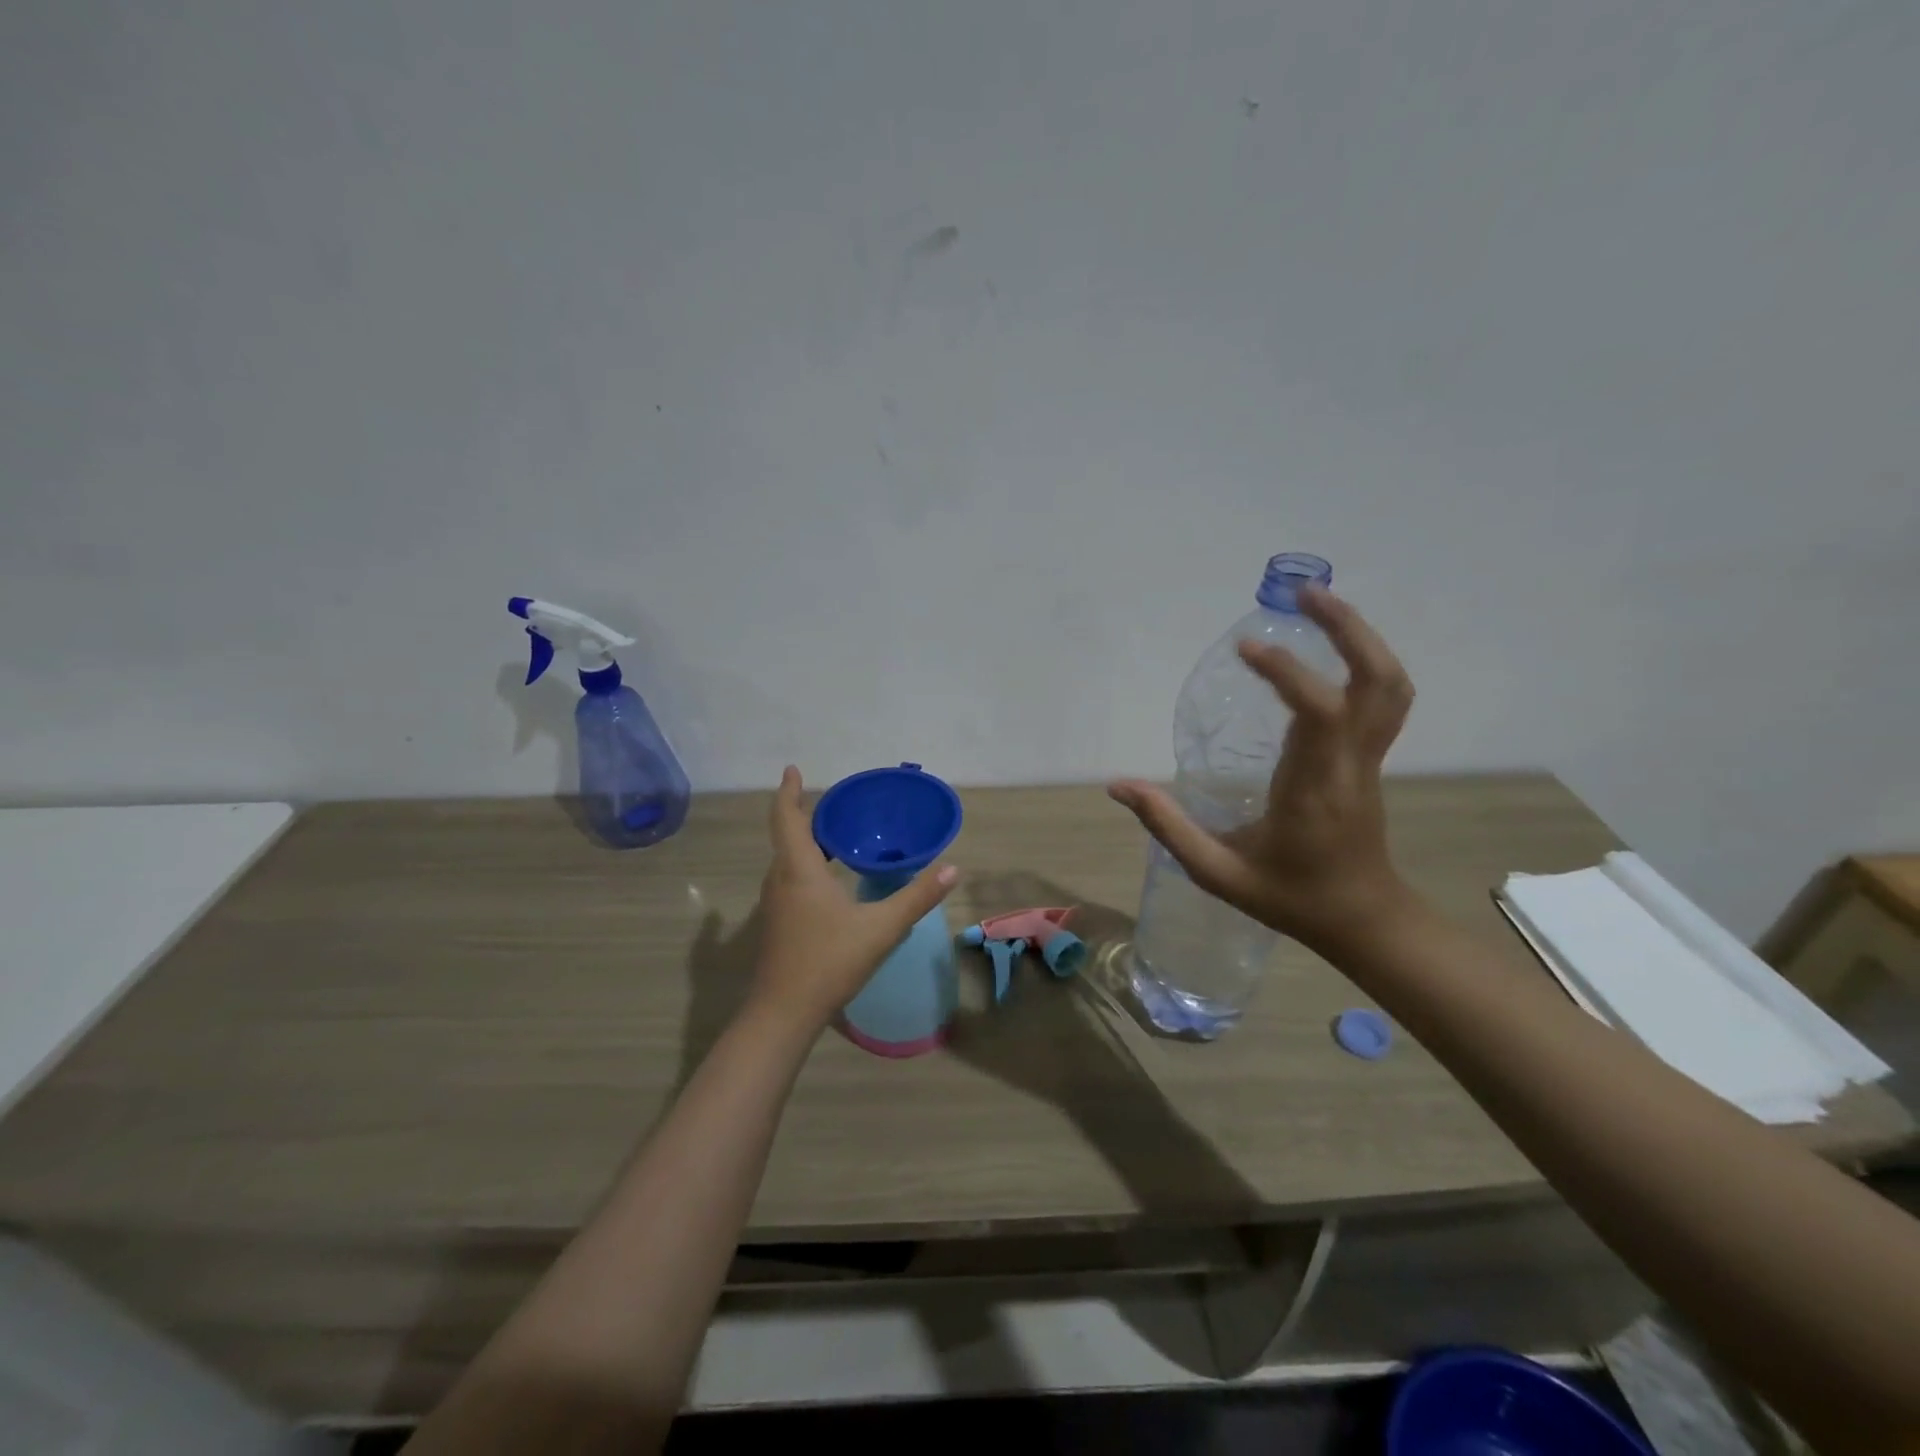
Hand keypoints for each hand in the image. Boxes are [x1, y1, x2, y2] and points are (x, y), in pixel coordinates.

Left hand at [748, 766, 959, 1031]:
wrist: (784, 1013)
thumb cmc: (829, 961)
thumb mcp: (882, 928)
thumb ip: (917, 897)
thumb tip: (952, 869)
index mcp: (798, 869)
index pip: (786, 817)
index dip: (787, 791)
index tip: (792, 770)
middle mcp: (780, 879)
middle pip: (787, 836)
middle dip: (805, 814)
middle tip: (836, 804)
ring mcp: (775, 903)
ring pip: (787, 859)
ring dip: (805, 841)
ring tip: (836, 835)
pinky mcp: (778, 923)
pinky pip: (789, 878)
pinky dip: (805, 864)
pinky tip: (829, 879)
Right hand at [1108, 587, 1414, 949]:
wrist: (1363, 921)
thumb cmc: (1290, 897)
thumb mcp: (1218, 873)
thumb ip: (1168, 828)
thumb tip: (1118, 786)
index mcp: (1315, 788)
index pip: (1320, 713)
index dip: (1288, 672)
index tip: (1245, 649)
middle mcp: (1351, 764)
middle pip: (1377, 681)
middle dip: (1347, 629)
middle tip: (1304, 593)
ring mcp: (1369, 759)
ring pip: (1390, 685)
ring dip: (1361, 638)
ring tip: (1319, 605)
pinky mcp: (1370, 758)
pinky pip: (1382, 698)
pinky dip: (1363, 661)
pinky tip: (1329, 650)